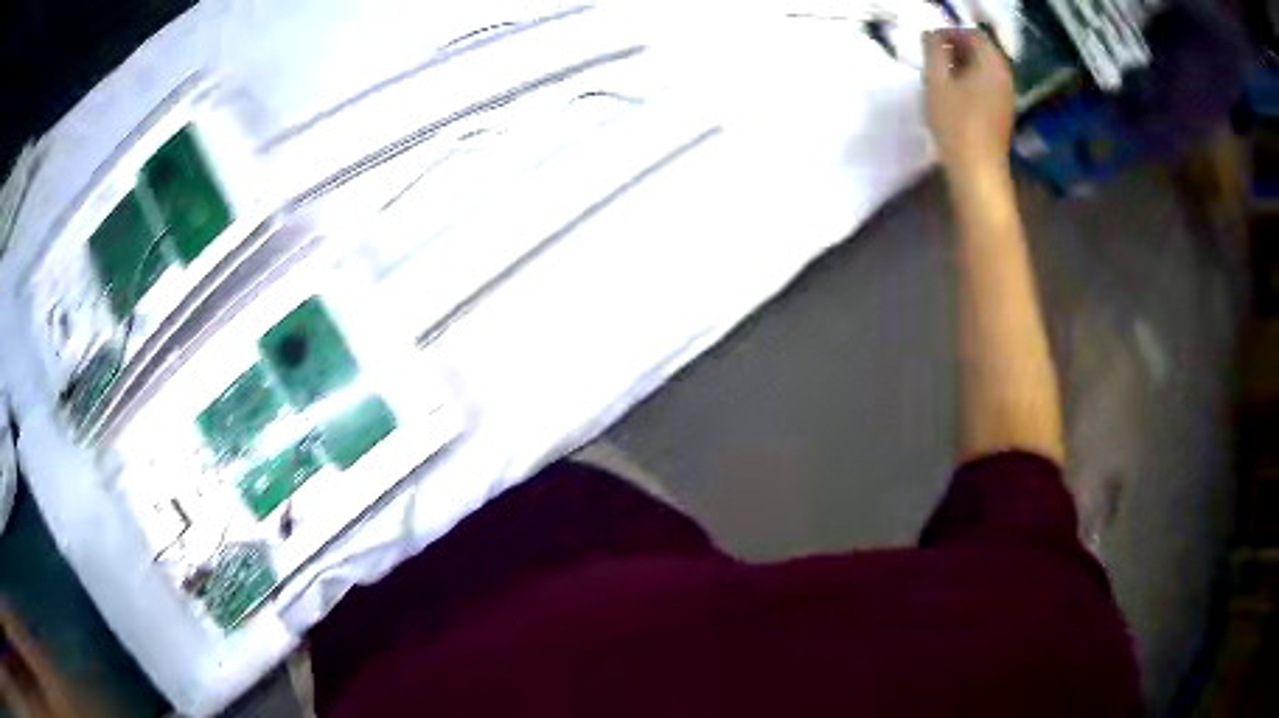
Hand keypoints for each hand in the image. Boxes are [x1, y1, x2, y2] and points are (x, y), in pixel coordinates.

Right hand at [923, 29, 1013, 178]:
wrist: (977, 171)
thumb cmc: (955, 124)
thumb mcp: (936, 81)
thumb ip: (933, 50)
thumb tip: (932, 35)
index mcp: (991, 64)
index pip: (973, 34)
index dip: (949, 32)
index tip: (929, 41)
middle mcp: (1004, 76)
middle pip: (982, 49)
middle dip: (957, 46)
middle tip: (933, 54)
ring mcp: (1007, 95)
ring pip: (985, 67)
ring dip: (963, 63)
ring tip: (941, 72)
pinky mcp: (1003, 111)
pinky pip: (988, 83)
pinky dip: (971, 79)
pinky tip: (955, 91)